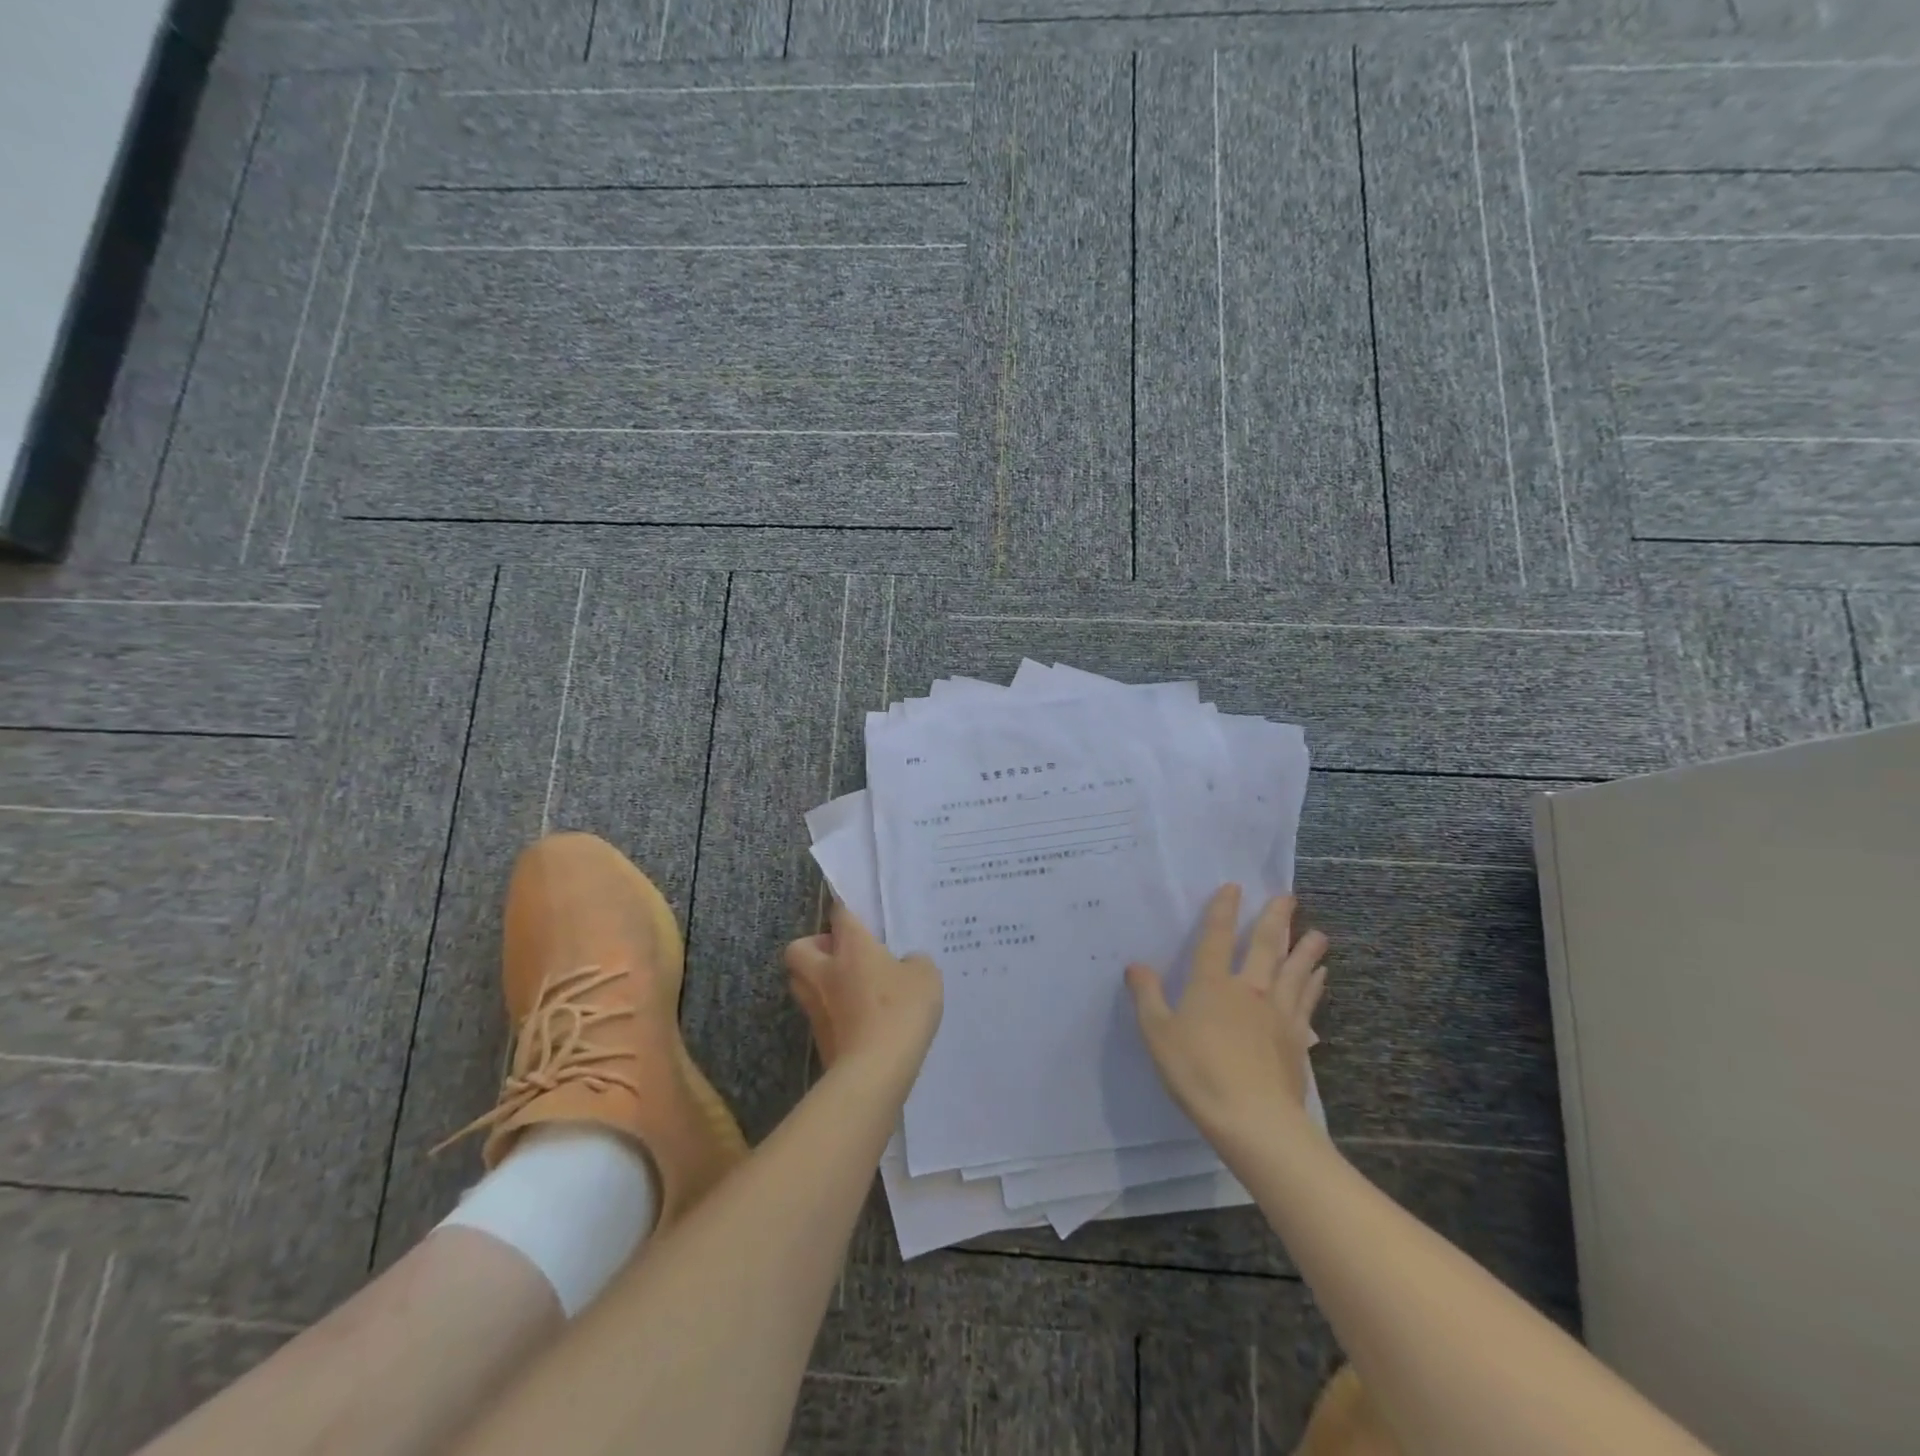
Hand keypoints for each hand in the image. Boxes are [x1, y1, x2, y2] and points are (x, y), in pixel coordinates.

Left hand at [784, 902, 942, 1087]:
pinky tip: (858, 1019)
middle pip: (799, 948)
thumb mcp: (925, 977)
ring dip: (817, 980)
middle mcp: (825, 971)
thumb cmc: (900, 1011)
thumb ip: (915, 963)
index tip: (854, 913)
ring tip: (847, 987)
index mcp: (851, 948)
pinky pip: (818, 1014)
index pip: (840, 915)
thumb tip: (906, 964)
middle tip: (840, 954)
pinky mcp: (818, 1038)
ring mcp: (817, 1007)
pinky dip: (831, 1012)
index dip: (846, 910)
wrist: (873, 1072)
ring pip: (801, 982)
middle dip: (814, 947)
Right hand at [1126, 884, 1327, 1141]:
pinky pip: (1307, 1002)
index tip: (1233, 887)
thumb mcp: (1158, 1034)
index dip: (1223, 910)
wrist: (1254, 1119)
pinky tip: (1320, 978)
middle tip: (1289, 897)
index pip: (1216, 937)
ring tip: (1318, 934)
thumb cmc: (1198, 1072)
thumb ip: (1148, 997)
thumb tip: (1136, 964)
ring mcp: (1277, 1013)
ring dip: (1306, 950)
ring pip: (1294, 971)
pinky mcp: (1297, 1039)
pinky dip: (1314, 986)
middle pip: (1265, 946)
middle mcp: (1249, 989)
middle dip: (1275, 919)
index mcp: (1212, 984)